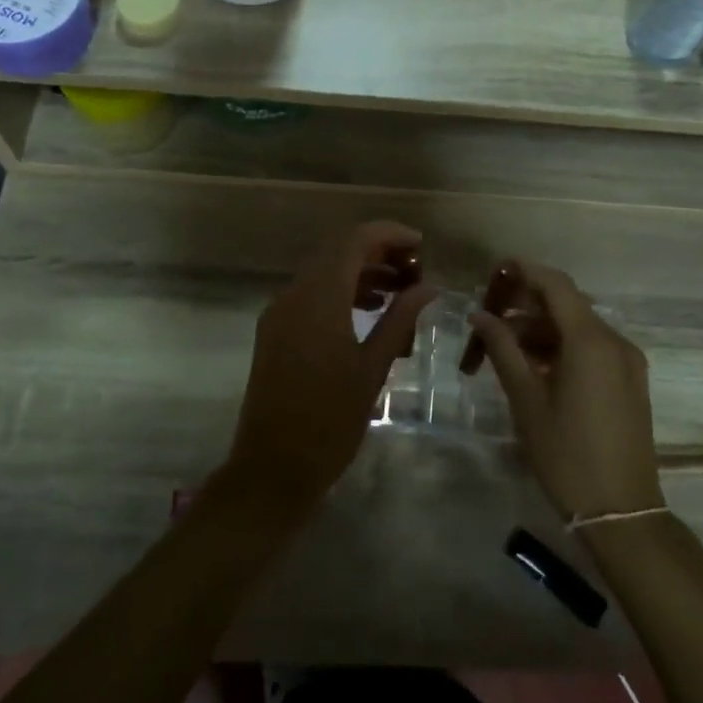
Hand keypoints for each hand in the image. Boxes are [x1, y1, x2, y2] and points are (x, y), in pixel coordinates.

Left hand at [224, 220, 435, 514]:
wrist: (272, 468)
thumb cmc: (330, 421)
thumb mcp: (373, 368)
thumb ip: (400, 319)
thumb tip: (429, 287)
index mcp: (318, 299)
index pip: (354, 241)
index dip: (389, 234)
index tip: (421, 245)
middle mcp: (293, 294)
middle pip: (337, 251)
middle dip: (377, 252)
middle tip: (415, 269)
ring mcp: (279, 312)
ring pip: (323, 272)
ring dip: (360, 272)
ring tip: (400, 291)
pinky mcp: (274, 330)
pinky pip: (311, 294)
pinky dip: (341, 292)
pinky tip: (370, 311)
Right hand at [470, 260, 664, 520]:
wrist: (622, 513)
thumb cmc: (567, 455)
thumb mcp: (526, 400)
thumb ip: (503, 349)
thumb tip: (480, 315)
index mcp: (591, 341)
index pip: (556, 285)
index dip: (525, 271)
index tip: (494, 271)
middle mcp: (615, 342)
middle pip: (568, 305)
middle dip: (528, 304)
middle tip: (490, 315)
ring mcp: (627, 363)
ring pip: (579, 328)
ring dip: (542, 329)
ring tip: (504, 345)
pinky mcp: (630, 382)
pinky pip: (592, 349)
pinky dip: (562, 347)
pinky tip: (534, 366)